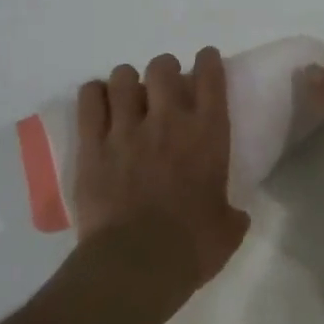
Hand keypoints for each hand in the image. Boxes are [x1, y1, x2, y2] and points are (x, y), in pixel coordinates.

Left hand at [73, 48, 248, 287]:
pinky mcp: (92, 146)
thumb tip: (234, 215)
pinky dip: (94, 94)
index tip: (205, 59)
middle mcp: (167, 121)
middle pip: (162, 68)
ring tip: (128, 94)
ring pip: (122, 77)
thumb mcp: (228, 229)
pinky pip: (89, 101)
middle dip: (164, 70)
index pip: (211, 78)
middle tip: (164, 85)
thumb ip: (231, 213)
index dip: (208, 61)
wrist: (136, 264)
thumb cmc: (192, 246)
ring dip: (127, 81)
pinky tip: (98, 101)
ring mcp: (125, 130)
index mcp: (208, 134)